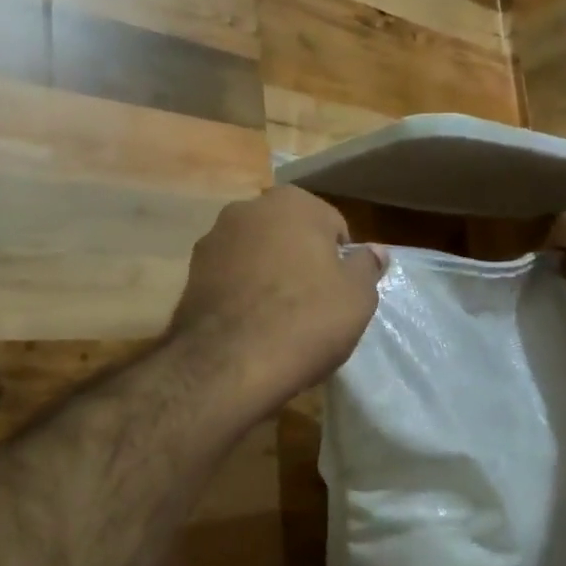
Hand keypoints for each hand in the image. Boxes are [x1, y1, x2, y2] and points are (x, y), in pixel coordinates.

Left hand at [170, 186, 385, 410]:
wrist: (229, 363)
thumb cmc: (306, 319)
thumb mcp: (357, 296)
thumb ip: (367, 266)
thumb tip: (375, 251)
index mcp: (293, 202)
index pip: (332, 226)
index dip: (341, 261)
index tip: (341, 293)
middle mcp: (249, 208)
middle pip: (290, 235)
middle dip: (302, 262)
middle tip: (314, 305)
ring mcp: (214, 238)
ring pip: (257, 255)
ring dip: (269, 275)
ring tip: (279, 319)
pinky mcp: (191, 272)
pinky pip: (231, 277)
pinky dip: (242, 292)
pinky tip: (251, 325)